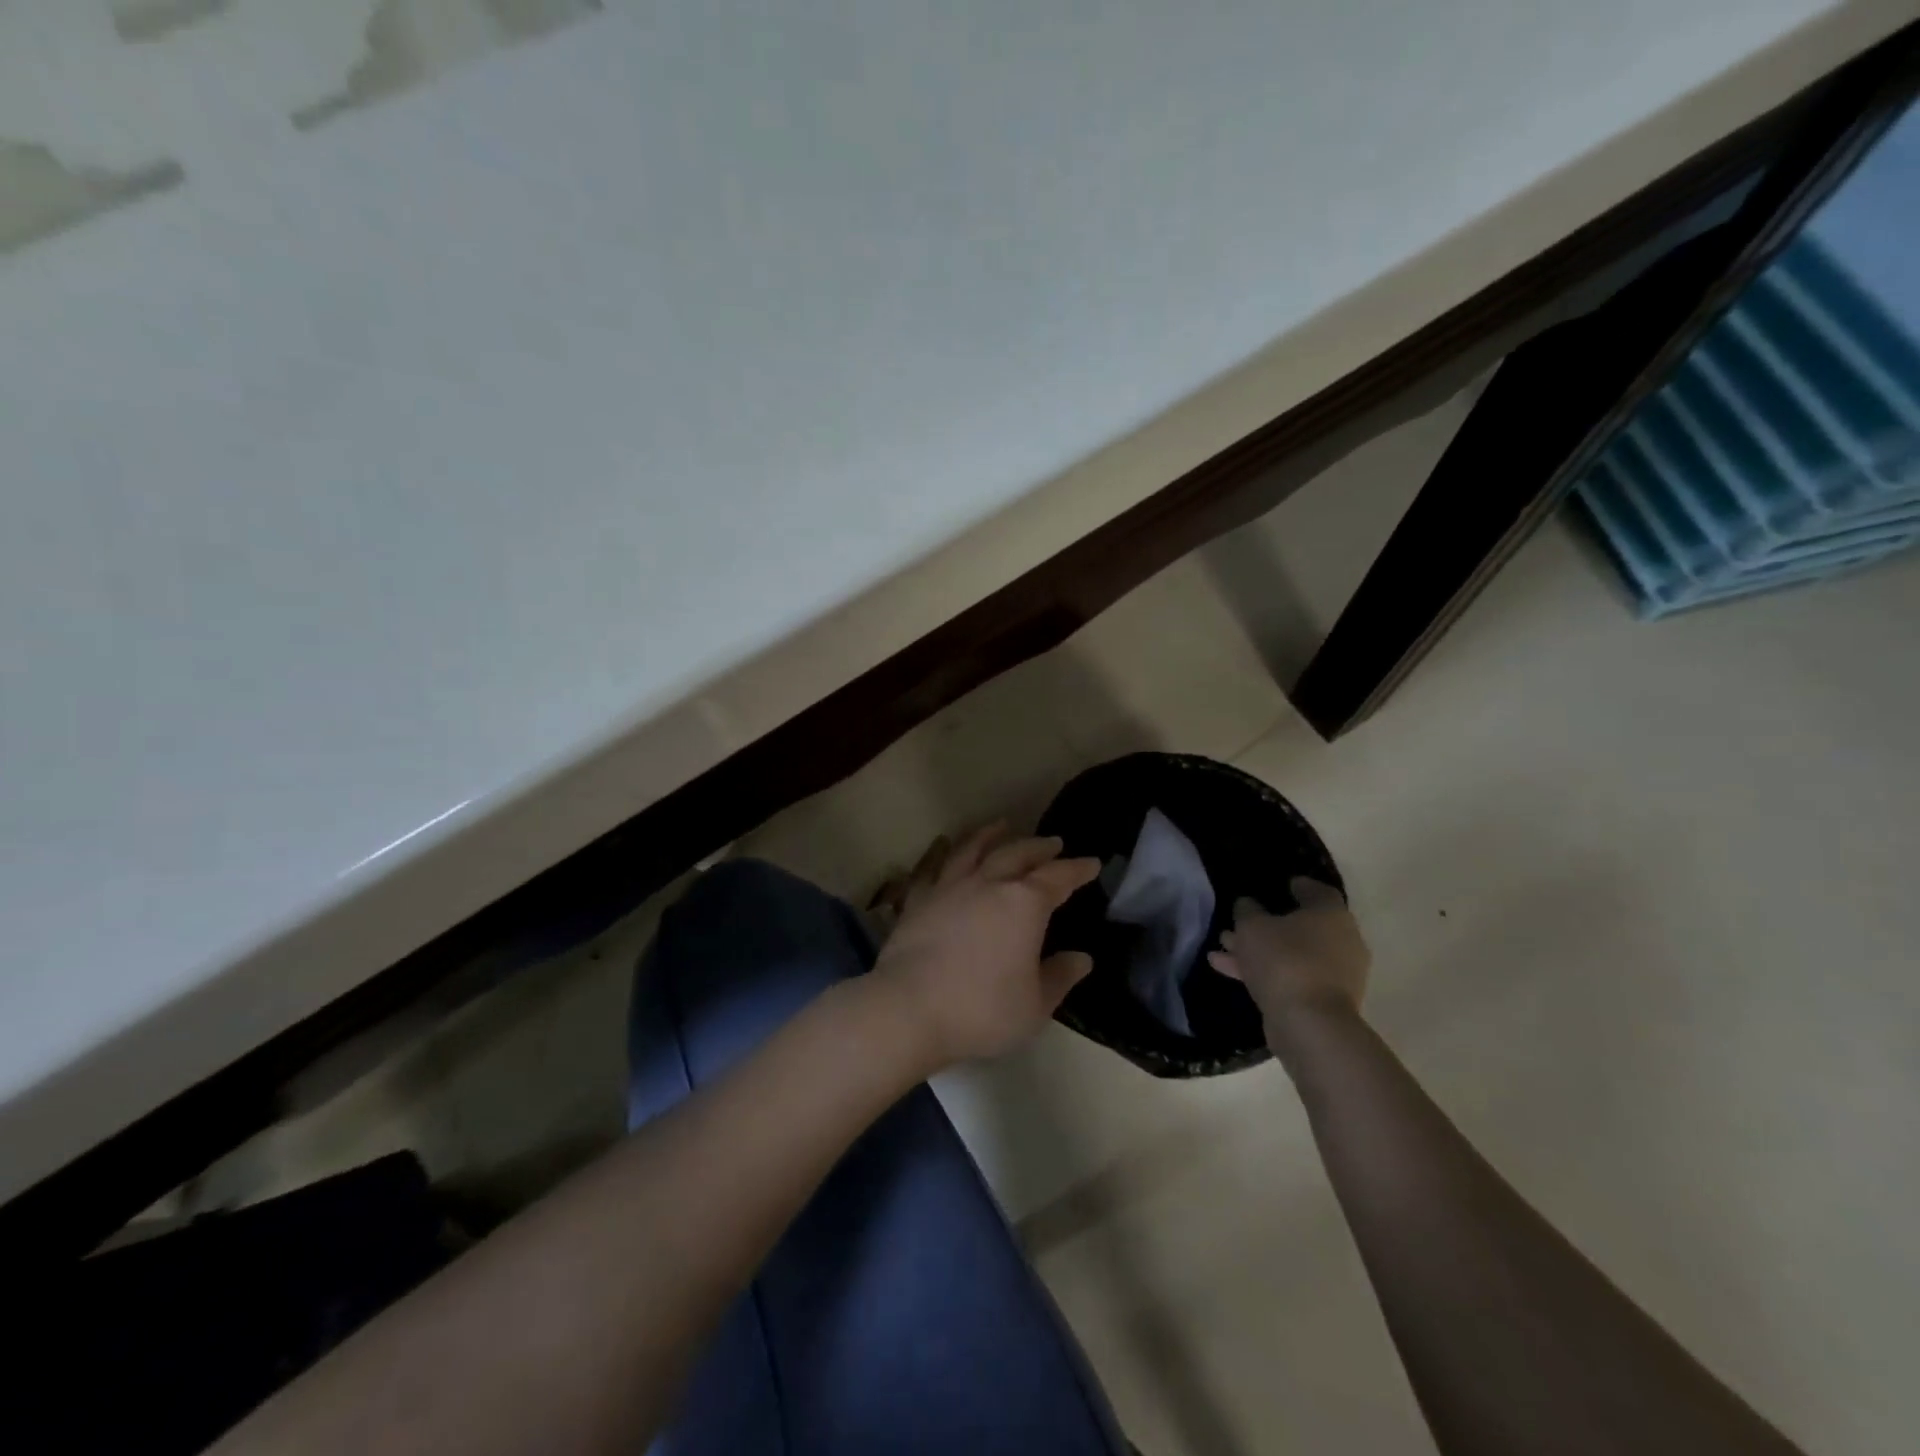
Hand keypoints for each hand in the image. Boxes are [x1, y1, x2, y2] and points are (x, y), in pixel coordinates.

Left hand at [869, 825, 1099, 1067]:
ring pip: (973, 849)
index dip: (1077, 869)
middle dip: (1039, 847)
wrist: (908, 1009)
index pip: (1058, 877)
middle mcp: (988, 884)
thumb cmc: (981, 1010)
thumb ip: (1059, 978)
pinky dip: (943, 853)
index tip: (1091, 862)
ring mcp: (949, 887)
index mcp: (1024, 904)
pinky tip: (944, 848)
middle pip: (1018, 854)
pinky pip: (933, 867)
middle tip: (1053, 843)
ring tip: (1001, 826)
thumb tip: (1081, 958)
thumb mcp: (1034, 1006)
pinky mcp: (919, 899)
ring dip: (991, 835)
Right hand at [1207, 877, 1369, 1028]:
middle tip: (1241, 921)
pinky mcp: (1322, 1000)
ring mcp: (1334, 974)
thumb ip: (1247, 911)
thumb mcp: (1253, 927)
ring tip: (1223, 945)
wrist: (1309, 1024)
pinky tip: (1225, 968)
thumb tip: (1248, 905)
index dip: (1300, 886)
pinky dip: (1263, 971)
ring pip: (1291, 953)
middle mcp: (1341, 942)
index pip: (1319, 892)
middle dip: (1267, 924)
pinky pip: (1289, 976)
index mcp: (1332, 915)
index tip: (1283, 885)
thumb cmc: (1284, 960)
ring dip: (1258, 949)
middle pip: (1301, 926)